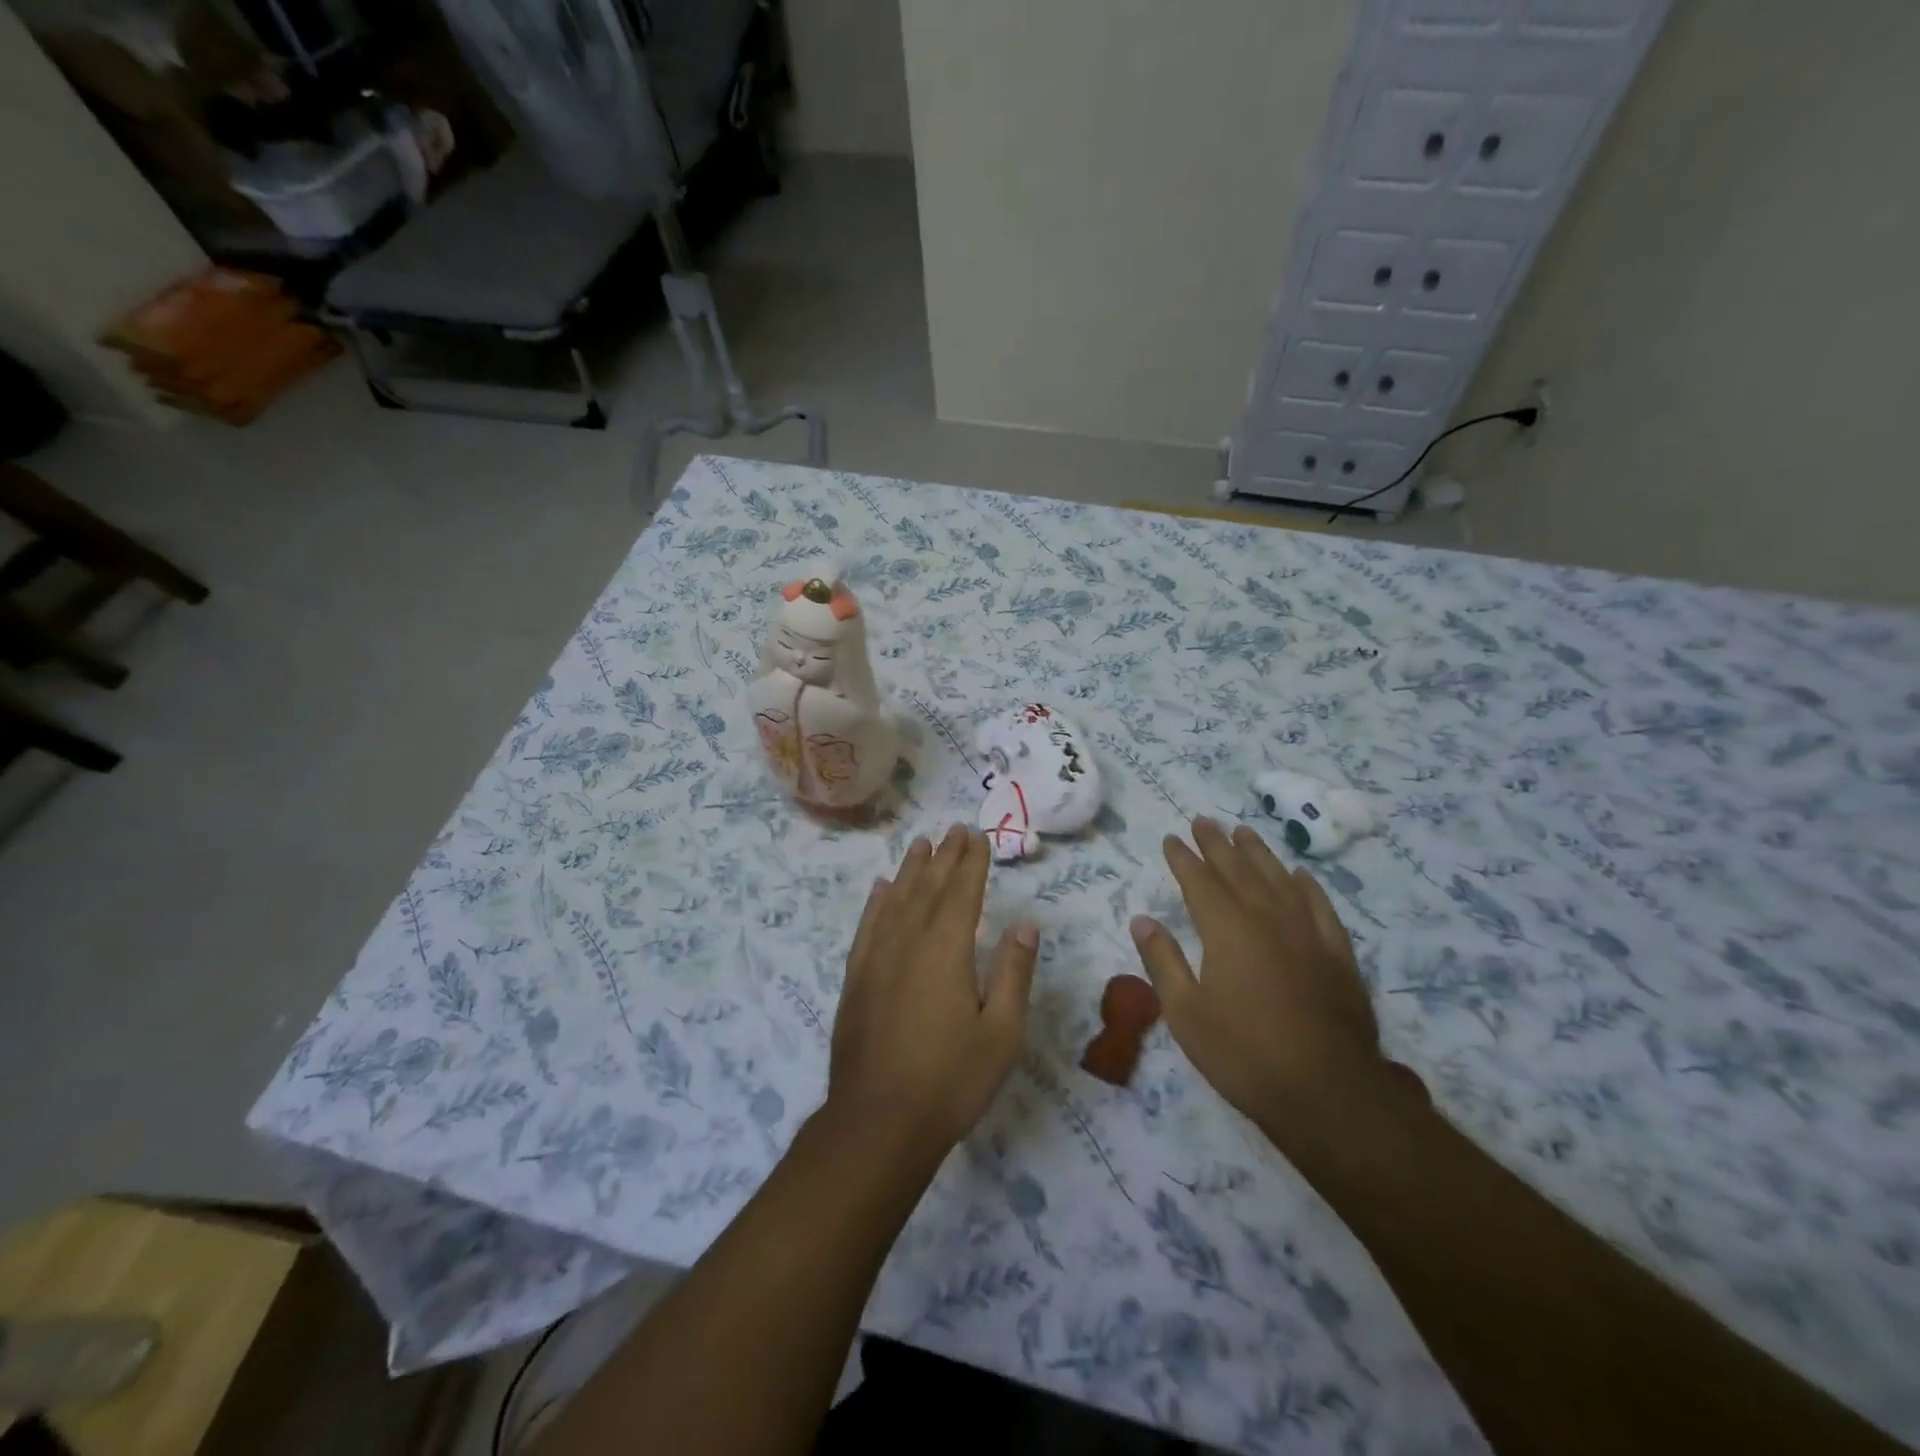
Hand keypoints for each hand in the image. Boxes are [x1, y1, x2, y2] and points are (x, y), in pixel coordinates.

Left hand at [827, 825, 1039, 1156]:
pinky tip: (881, 888)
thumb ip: (1013, 973)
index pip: (963, 891)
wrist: (878, 1122)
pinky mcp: (856, 978)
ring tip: (920, 844)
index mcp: (948, 949)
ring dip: (910, 870)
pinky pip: (867, 926)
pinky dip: (876, 902)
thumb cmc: (950, 1079)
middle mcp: (909, 941)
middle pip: (928, 887)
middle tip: (954, 829)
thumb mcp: (1001, 1033)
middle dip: (944, 856)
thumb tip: (1025, 925)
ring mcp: (877, 958)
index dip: (972, 861)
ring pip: (895, 900)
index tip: (979, 836)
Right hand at [1129, 817, 1408, 1138]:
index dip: (1183, 858)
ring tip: (1244, 832)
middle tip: (1203, 820)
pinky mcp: (1338, 954)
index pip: (1199, 881)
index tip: (1172, 838)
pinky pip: (1321, 906)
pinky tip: (1299, 875)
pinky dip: (1307, 886)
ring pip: (1279, 879)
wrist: (1329, 1093)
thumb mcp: (1186, 1014)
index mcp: (1226, 930)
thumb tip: (1142, 919)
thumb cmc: (1244, 1055)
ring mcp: (1308, 933)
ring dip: (1258, 853)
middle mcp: (1266, 918)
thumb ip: (1163, 961)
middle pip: (1238, 870)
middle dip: (1217, 844)